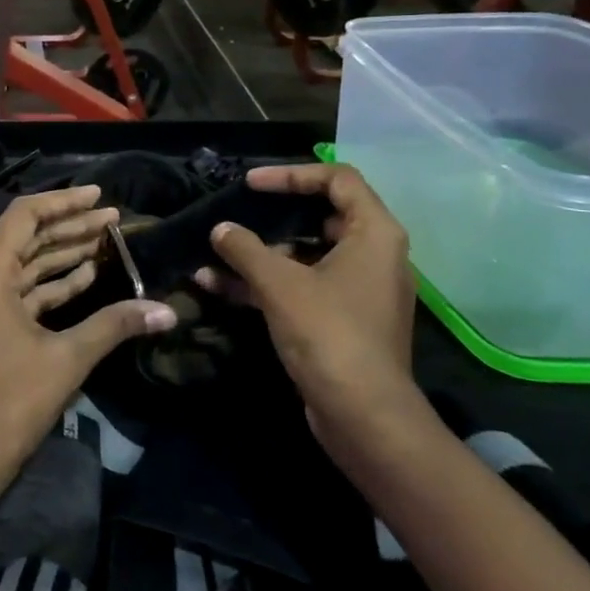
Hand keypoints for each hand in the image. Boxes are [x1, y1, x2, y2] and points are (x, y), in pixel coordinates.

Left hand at [0, 186, 175, 496]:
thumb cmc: (11, 403)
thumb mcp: (67, 359)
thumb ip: (114, 325)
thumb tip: (167, 310)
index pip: (24, 217)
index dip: (64, 202)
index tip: (100, 196)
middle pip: (26, 238)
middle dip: (71, 227)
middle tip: (114, 219)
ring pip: (24, 265)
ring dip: (63, 254)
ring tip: (107, 241)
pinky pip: (19, 291)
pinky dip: (50, 284)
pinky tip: (87, 277)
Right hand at [201, 164, 421, 456]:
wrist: (363, 416)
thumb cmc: (328, 334)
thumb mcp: (280, 284)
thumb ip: (246, 248)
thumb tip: (220, 229)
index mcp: (374, 234)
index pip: (338, 179)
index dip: (292, 174)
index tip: (251, 185)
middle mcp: (373, 255)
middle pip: (321, 216)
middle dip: (273, 215)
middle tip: (237, 212)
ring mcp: (357, 290)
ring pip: (305, 255)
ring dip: (260, 253)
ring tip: (214, 251)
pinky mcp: (341, 319)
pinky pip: (301, 286)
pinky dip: (265, 283)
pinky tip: (217, 285)